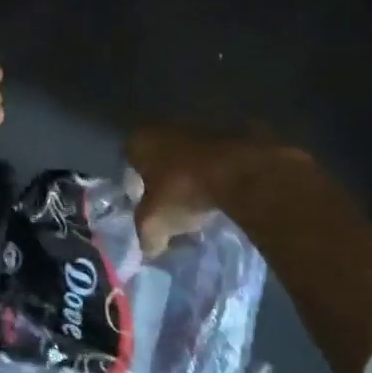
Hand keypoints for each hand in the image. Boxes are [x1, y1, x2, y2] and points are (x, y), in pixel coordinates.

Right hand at [126, 128, 309, 257]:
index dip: (135, 184)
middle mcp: (167, 125)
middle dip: (165, 177)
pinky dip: (218, 168)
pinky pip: (217, 154)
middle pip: (160, 154)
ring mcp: (203, 124)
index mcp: (142, 140)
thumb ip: (146, 236)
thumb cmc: (185, 190)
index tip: (145, 204)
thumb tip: (149, 249)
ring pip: (190, 153)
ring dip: (193, 172)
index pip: (129, 161)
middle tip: (172, 203)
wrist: (242, 170)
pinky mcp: (233, 129)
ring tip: (201, 199)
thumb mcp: (155, 223)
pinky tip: (224, 190)